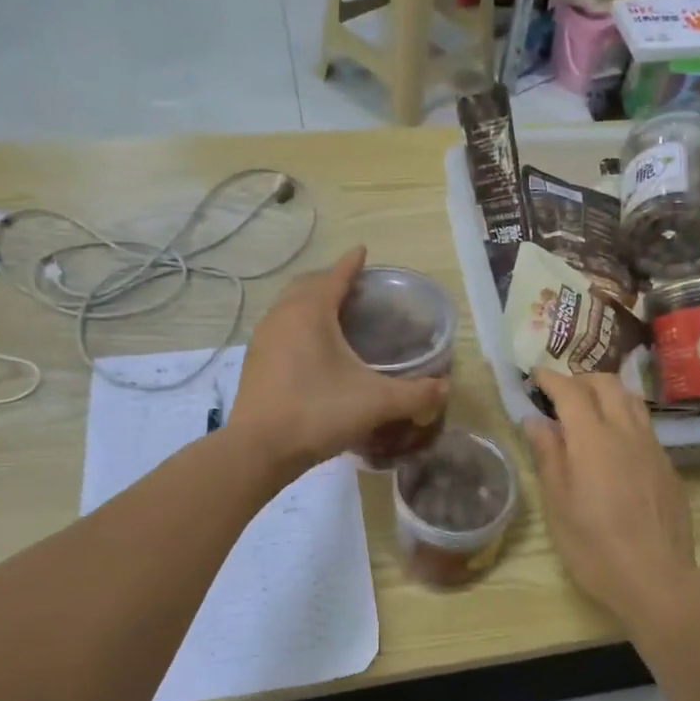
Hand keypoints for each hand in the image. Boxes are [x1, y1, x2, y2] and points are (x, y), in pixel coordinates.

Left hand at [231, 246, 449, 474]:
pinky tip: (310, 347)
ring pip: (288, 305)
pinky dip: (297, 323)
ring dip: (310, 301)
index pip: (335, 276)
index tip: (363, 251)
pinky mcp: (255, 361)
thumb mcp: (376, 403)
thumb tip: (445, 389)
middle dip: (330, 279)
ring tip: (333, 313)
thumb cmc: (318, 412)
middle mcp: (282, 316)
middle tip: (353, 286)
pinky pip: (280, 327)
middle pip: (307, 285)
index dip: (351, 264)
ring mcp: (263, 338)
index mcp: (311, 312)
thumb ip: (415, 394)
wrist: (259, 449)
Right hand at [521, 370, 697, 621]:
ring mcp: (652, 447)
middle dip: (581, 379)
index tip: (536, 375)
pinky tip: (614, 442)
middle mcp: (626, 432)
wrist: (657, 578)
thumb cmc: (594, 546)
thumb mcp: (558, 504)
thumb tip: (536, 420)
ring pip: (632, 400)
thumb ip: (548, 455)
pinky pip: (645, 425)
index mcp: (592, 438)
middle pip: (607, 384)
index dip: (551, 378)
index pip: (571, 391)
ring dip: (608, 392)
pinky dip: (625, 417)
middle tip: (560, 392)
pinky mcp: (668, 466)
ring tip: (589, 407)